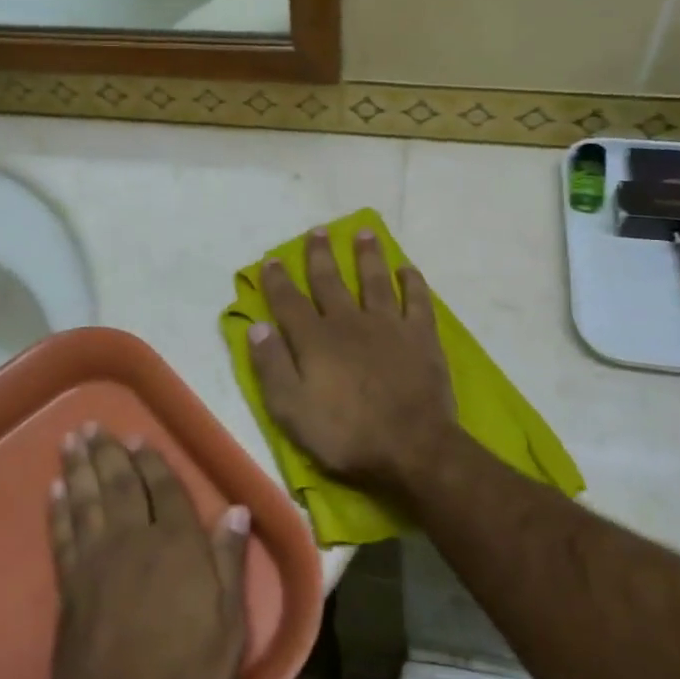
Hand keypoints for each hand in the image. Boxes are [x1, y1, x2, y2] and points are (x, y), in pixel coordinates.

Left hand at [30, 427, 249, 678]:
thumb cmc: (184, 677)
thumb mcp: (228, 626)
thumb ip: (230, 563)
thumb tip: (238, 510)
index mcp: (178, 545)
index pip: (167, 490)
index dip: (153, 462)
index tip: (140, 438)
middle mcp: (136, 540)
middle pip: (121, 485)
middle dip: (109, 453)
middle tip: (94, 426)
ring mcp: (97, 560)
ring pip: (88, 500)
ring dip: (79, 467)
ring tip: (72, 440)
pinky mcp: (69, 585)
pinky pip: (63, 533)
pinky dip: (58, 509)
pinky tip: (54, 490)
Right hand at [247, 227, 461, 494]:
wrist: (413, 447)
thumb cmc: (346, 435)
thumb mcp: (292, 410)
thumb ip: (272, 366)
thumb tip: (257, 327)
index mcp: (315, 340)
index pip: (289, 302)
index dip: (278, 280)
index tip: (272, 260)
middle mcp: (349, 322)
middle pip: (331, 281)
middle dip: (321, 255)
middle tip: (318, 231)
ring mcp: (389, 325)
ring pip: (375, 280)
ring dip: (368, 255)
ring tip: (365, 232)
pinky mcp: (421, 336)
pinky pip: (417, 300)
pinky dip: (412, 282)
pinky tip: (407, 268)